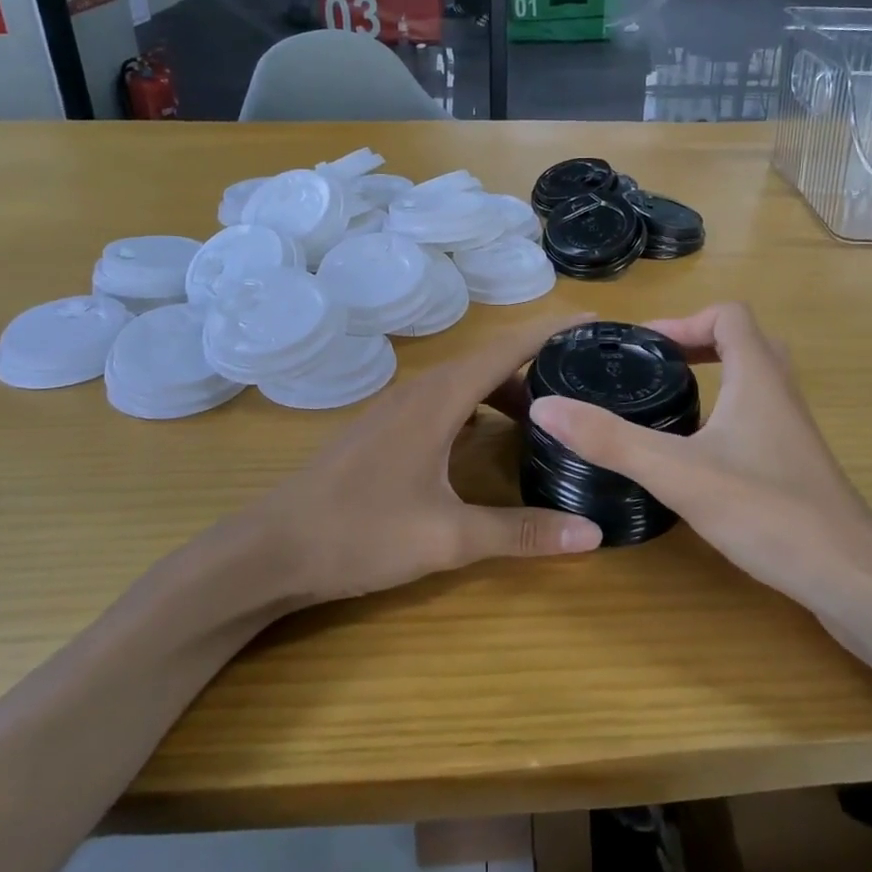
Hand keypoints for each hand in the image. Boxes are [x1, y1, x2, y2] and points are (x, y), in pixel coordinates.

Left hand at [230, 313, 600, 608]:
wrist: (272, 549)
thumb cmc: (359, 533)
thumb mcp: (447, 538)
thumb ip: (520, 533)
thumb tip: (593, 535)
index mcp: (441, 397)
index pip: (510, 346)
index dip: (555, 330)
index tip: (599, 322)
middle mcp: (422, 389)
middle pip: (493, 360)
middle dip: (542, 363)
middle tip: (589, 380)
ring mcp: (400, 406)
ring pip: (469, 381)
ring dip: (510, 390)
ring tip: (551, 415)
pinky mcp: (388, 426)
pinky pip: (449, 400)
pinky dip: (482, 407)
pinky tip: (493, 439)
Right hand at [527, 303, 871, 615]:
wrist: (851, 579)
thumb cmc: (767, 512)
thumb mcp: (677, 473)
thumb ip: (610, 440)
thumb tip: (546, 406)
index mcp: (759, 377)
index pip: (729, 315)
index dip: (684, 319)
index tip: (643, 349)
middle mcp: (782, 393)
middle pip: (744, 341)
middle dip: (697, 344)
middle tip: (654, 369)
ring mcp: (794, 431)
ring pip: (755, 380)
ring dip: (715, 377)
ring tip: (669, 403)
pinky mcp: (797, 465)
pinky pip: (760, 416)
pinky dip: (728, 413)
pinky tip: (699, 454)